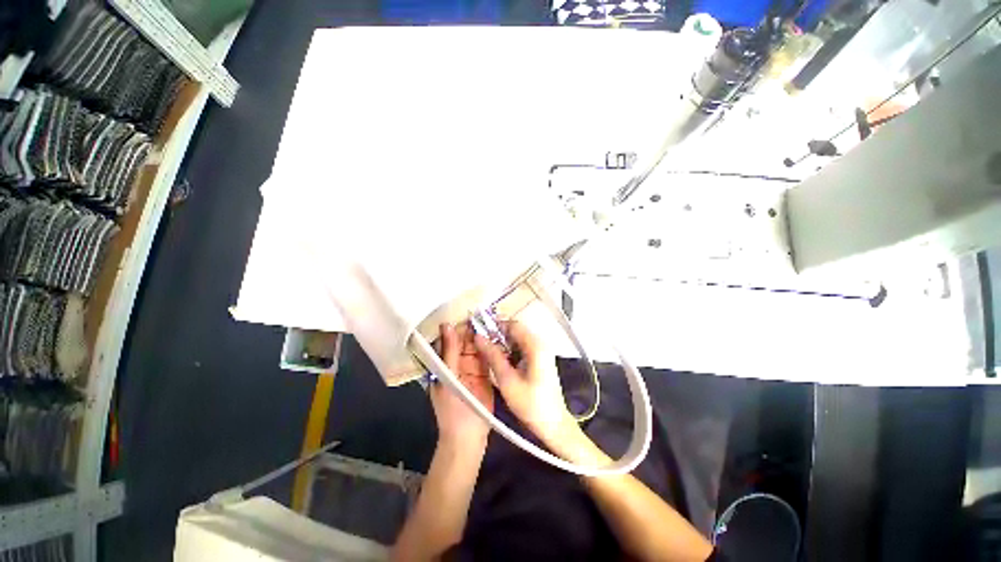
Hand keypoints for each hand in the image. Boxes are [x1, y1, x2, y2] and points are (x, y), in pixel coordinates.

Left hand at [430, 323, 493, 449]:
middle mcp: (457, 362)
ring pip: (477, 347)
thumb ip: (449, 352)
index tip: (469, 312)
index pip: (451, 339)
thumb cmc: (452, 410)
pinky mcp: (485, 373)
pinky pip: (487, 357)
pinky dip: (492, 347)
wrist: (468, 437)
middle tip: (486, 313)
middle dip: (474, 329)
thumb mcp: (447, 379)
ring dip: (484, 336)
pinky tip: (498, 336)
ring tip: (494, 321)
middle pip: (465, 341)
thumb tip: (447, 325)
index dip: (459, 326)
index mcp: (443, 363)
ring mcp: (471, 368)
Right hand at [474, 321, 577, 448]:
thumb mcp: (507, 380)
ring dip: (503, 344)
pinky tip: (500, 361)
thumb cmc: (530, 404)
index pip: (513, 324)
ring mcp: (542, 351)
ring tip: (487, 353)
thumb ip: (493, 356)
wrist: (553, 424)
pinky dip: (510, 351)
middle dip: (497, 335)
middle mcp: (541, 343)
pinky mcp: (540, 359)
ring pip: (518, 339)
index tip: (479, 332)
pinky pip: (522, 348)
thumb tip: (479, 337)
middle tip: (481, 344)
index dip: (495, 326)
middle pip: (516, 330)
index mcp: (535, 345)